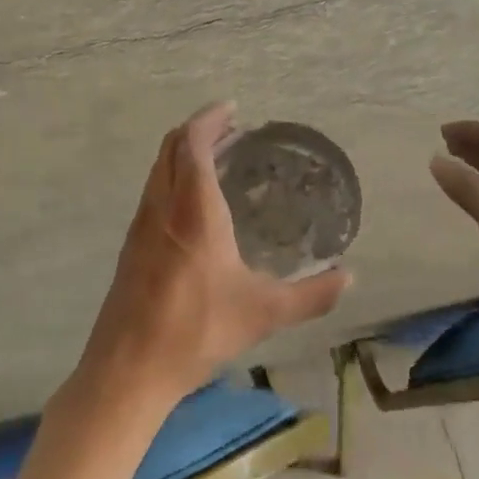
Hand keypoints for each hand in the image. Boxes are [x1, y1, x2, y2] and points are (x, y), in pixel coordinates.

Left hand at [75, 103, 351, 411]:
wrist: (128, 368)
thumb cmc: (196, 330)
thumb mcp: (263, 313)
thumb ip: (311, 295)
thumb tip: (350, 278)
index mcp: (194, 210)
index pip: (193, 144)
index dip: (210, 119)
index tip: (232, 110)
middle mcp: (163, 206)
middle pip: (171, 147)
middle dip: (198, 130)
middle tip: (230, 130)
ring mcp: (141, 225)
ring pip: (158, 169)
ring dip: (182, 153)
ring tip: (214, 159)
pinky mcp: (131, 246)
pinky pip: (152, 191)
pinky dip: (172, 177)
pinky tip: (193, 206)